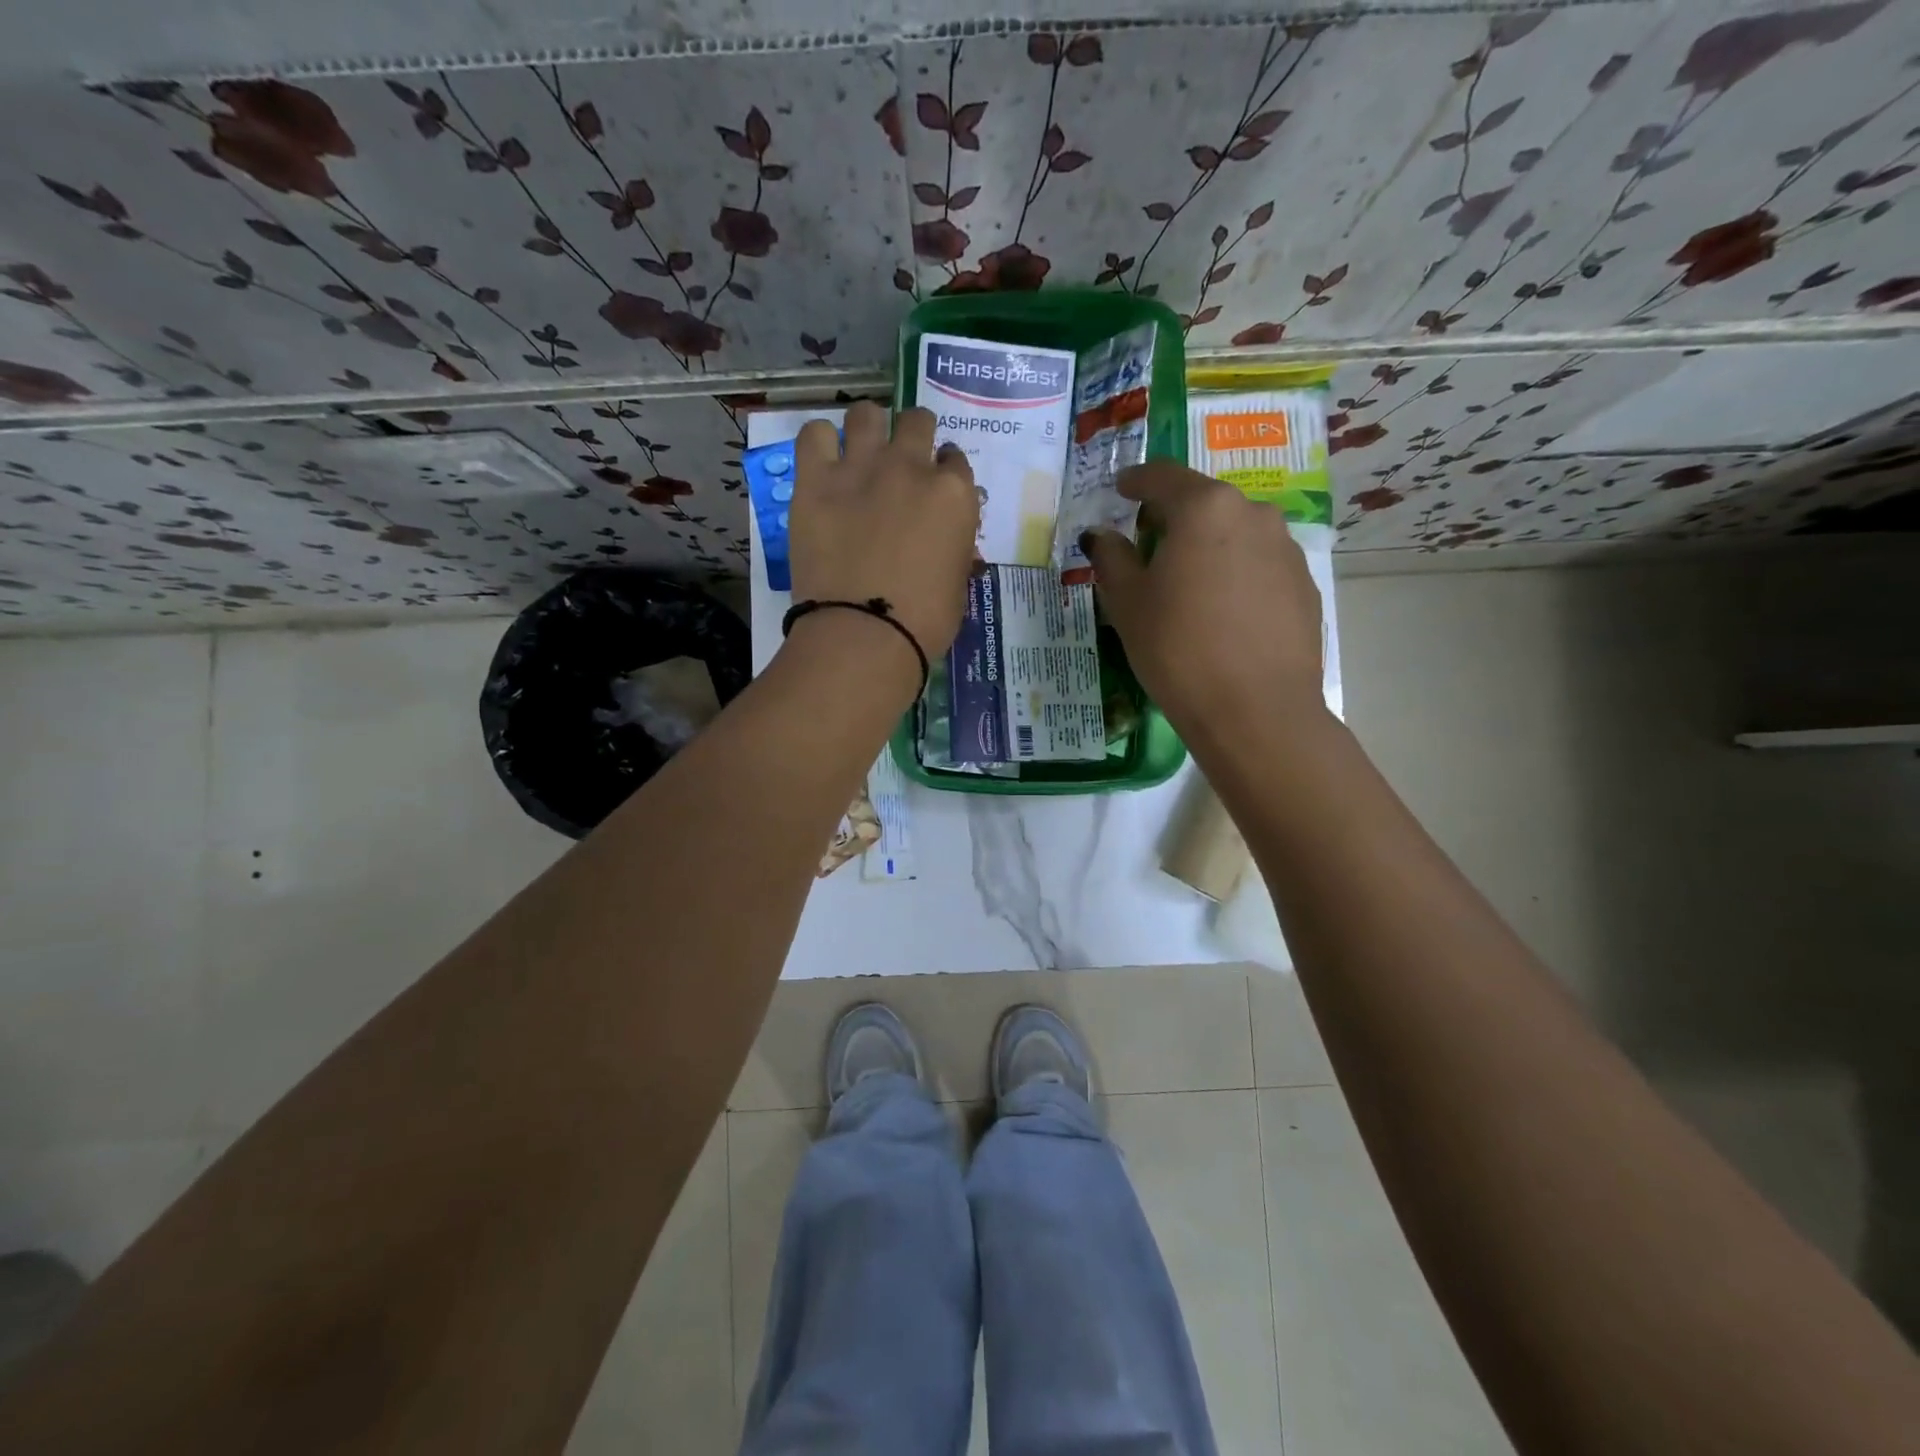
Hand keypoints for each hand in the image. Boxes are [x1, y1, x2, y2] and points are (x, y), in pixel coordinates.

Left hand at [789, 401, 980, 661]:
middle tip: (900, 465)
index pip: (955, 460)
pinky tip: (822, 463)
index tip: (933, 488)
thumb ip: (955, 550)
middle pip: (916, 421)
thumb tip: (950, 543)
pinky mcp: (815, 480)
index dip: (944, 471)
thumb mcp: (957, 585)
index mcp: (954, 495)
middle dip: (912, 437)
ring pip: (866, 413)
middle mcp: (911, 467)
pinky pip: (813, 433)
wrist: (864, 634)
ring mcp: (861, 467)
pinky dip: (820, 442)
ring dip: (868, 428)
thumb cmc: (924, 622)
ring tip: (860, 452)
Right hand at [1083, 461, 1324, 735]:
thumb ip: (1111, 559)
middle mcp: (1253, 514)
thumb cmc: (1178, 649)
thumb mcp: (1128, 604)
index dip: (1136, 481)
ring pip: (1235, 534)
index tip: (1121, 488)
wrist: (1256, 710)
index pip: (1163, 477)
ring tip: (1188, 586)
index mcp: (1204, 508)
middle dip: (1173, 518)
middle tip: (1149, 547)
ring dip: (1208, 547)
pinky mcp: (1304, 586)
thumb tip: (1101, 536)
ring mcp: (1286, 549)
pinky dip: (1235, 575)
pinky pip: (1259, 566)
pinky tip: (1222, 614)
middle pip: (1204, 503)